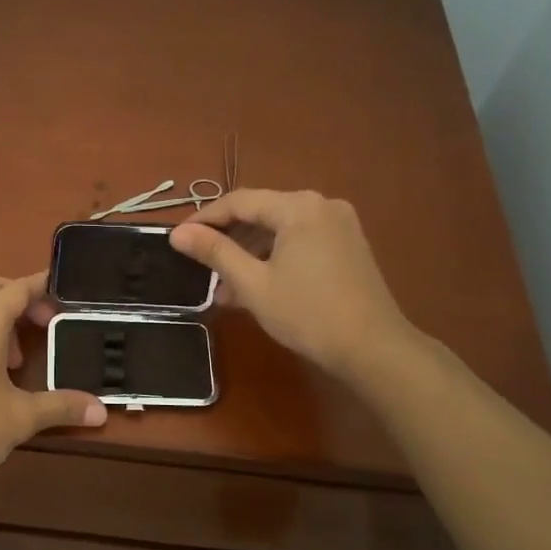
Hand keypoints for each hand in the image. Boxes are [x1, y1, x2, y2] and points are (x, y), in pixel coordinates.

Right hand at [170, 189, 415, 380]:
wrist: (373, 348)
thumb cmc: (307, 313)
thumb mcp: (253, 283)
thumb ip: (214, 252)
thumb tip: (177, 233)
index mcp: (298, 206)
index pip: (239, 201)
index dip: (204, 218)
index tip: (178, 239)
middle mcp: (321, 205)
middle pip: (261, 212)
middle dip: (228, 240)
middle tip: (200, 266)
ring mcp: (339, 224)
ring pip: (280, 229)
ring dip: (250, 253)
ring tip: (225, 288)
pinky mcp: (348, 245)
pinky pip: (300, 241)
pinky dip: (275, 257)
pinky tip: (257, 286)